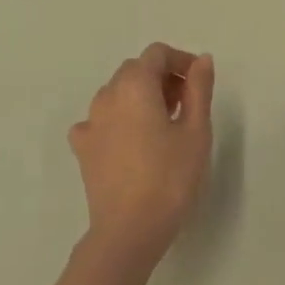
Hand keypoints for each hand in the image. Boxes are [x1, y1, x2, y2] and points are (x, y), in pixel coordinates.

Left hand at [70, 44, 215, 268]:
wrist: (128, 231)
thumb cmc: (170, 178)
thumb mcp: (196, 130)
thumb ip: (199, 88)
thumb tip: (201, 60)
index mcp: (135, 85)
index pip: (157, 53)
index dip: (181, 61)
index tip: (199, 83)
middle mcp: (106, 95)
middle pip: (136, 70)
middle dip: (163, 78)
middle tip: (186, 105)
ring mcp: (90, 122)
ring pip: (117, 93)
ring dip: (141, 97)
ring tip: (164, 125)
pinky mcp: (82, 149)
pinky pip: (101, 120)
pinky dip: (119, 120)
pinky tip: (133, 142)